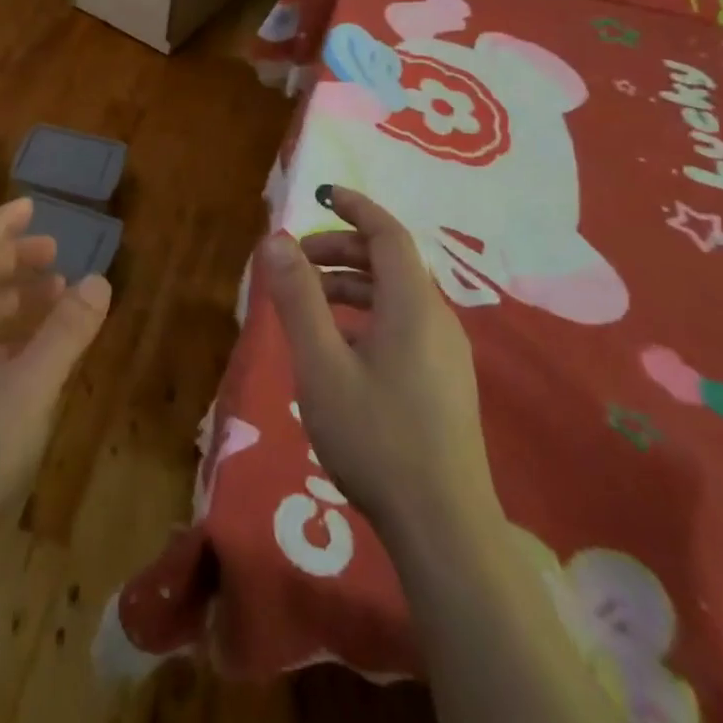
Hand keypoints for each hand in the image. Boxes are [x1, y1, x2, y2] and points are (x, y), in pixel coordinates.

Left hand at [0, 197, 111, 532]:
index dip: (1, 223)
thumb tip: (100, 277)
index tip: (32, 205)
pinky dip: (12, 333)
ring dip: (15, 296)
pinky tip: (39, 352)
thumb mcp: (32, 385)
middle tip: (53, 253)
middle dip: (13, 259)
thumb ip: (66, 331)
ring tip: (55, 295)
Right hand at [260, 184, 497, 539]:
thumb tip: (277, 240)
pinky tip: (338, 348)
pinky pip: (402, 324)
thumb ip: (298, 299)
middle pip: (390, 263)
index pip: (387, 234)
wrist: (443, 528)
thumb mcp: (321, 365)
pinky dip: (366, 315)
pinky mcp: (444, 382)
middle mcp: (436, 319)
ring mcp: (446, 354)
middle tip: (296, 263)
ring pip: (395, 296)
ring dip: (351, 285)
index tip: (322, 195)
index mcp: (412, 306)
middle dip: (342, 250)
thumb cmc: (376, 438)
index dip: (356, 208)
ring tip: (307, 304)